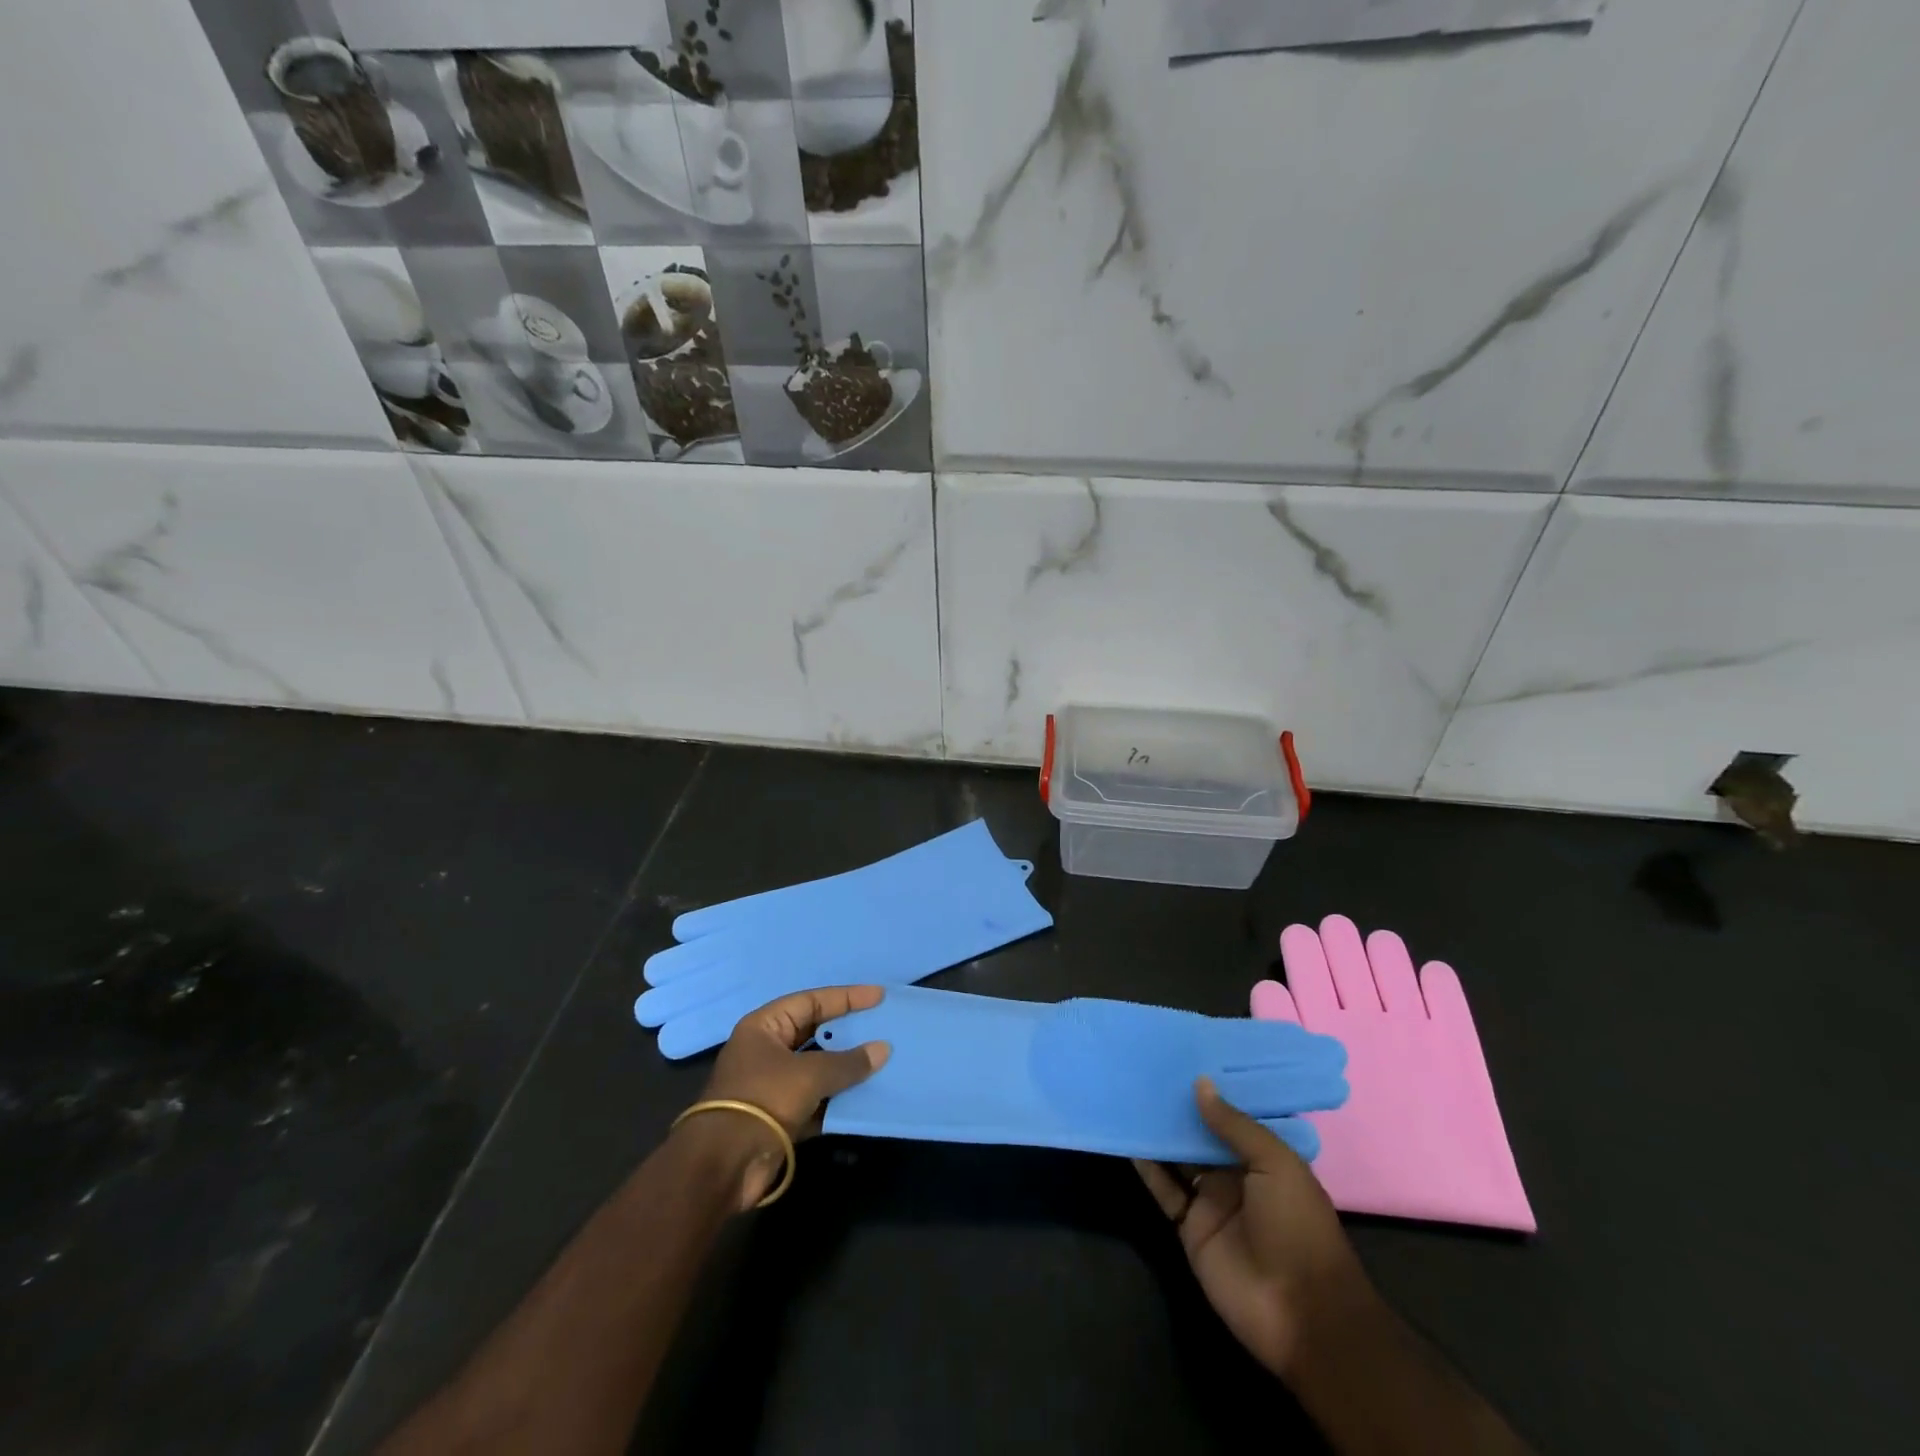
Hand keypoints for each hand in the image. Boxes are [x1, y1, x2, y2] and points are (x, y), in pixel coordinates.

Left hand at [679, 985, 891, 1209]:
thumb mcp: (809, 1075)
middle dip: (849, 1032)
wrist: (723, 1166)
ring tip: (883, 1060)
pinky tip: (867, 1096)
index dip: (847, 998)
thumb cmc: (763, 1100)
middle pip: (816, 1033)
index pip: (812, 1001)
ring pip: (819, 1068)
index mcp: (765, 1027)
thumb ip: (848, 1062)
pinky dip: (839, 1099)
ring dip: (847, 1067)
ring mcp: (774, 1084)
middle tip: (884, 1026)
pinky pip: (818, 1099)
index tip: (879, 996)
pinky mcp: (781, 1116)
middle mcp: (768, 1050)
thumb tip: (883, 1049)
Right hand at [1135, 1077, 1372, 1377]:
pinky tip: (1126, 1138)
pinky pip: (1164, 1189)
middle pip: (1201, 1133)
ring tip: (1130, 1093)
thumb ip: (1235, 1125)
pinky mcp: (1188, 1225)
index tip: (1183, 1054)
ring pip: (1178, 1157)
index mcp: (1265, 1157)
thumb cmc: (1298, 1228)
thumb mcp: (1276, 1165)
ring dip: (1158, 1131)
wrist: (1301, 1314)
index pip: (1234, 1115)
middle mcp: (1236, 1174)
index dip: (1211, 1089)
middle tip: (1147, 1067)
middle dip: (1179, 1106)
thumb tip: (1199, 1082)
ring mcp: (1211, 1200)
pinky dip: (1146, 1166)